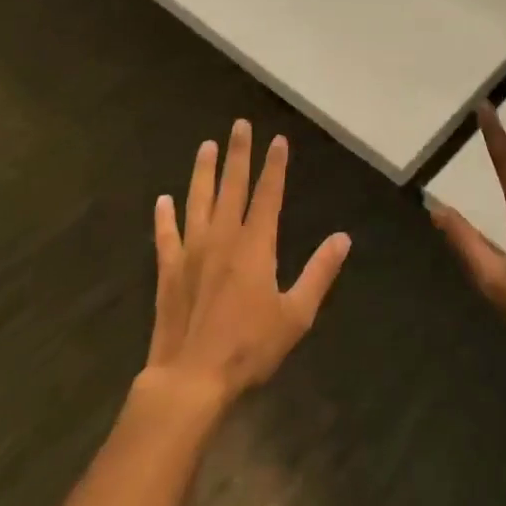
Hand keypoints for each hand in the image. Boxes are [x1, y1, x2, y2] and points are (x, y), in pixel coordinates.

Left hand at [143, 120, 350, 406]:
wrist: (190, 381)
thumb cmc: (248, 348)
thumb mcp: (296, 315)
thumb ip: (319, 273)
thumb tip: (343, 238)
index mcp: (255, 245)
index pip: (268, 194)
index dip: (274, 166)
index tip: (277, 140)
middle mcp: (223, 238)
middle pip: (232, 186)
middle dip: (238, 154)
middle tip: (239, 125)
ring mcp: (192, 252)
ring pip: (198, 201)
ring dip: (202, 172)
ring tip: (206, 146)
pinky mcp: (169, 272)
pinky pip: (166, 236)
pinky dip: (164, 218)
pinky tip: (162, 201)